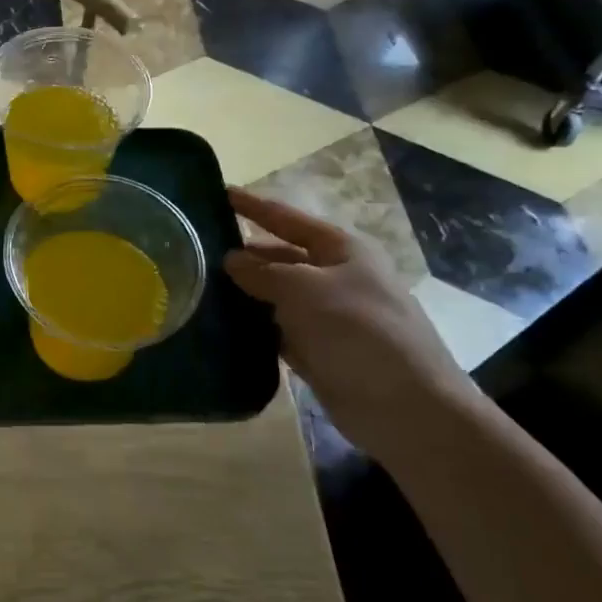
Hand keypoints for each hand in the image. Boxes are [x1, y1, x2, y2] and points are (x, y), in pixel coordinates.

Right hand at [224, 190, 474, 456]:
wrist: (406, 408)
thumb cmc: (357, 331)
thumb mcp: (304, 289)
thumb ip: (263, 271)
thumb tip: (231, 260)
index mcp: (342, 250)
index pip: (287, 218)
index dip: (253, 206)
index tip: (218, 193)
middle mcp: (335, 277)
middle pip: (281, 256)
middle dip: (244, 254)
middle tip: (195, 250)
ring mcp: (328, 316)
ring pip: (276, 295)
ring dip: (245, 292)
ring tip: (199, 286)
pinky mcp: (319, 351)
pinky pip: (278, 329)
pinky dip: (254, 326)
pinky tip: (222, 324)